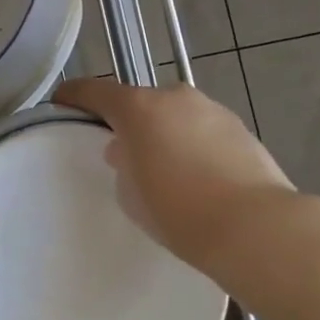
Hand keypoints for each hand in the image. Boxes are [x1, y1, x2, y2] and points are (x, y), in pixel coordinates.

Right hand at [52, 78, 297, 275]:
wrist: (257, 228)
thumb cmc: (180, 212)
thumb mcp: (132, 194)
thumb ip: (123, 164)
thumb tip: (128, 151)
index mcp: (138, 108)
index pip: (95, 91)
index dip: (75, 95)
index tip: (62, 101)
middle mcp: (174, 98)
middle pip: (139, 101)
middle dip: (128, 121)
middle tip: (123, 151)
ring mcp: (211, 109)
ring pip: (174, 114)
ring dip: (164, 131)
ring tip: (166, 167)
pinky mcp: (240, 128)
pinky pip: (202, 129)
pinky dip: (193, 143)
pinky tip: (198, 175)